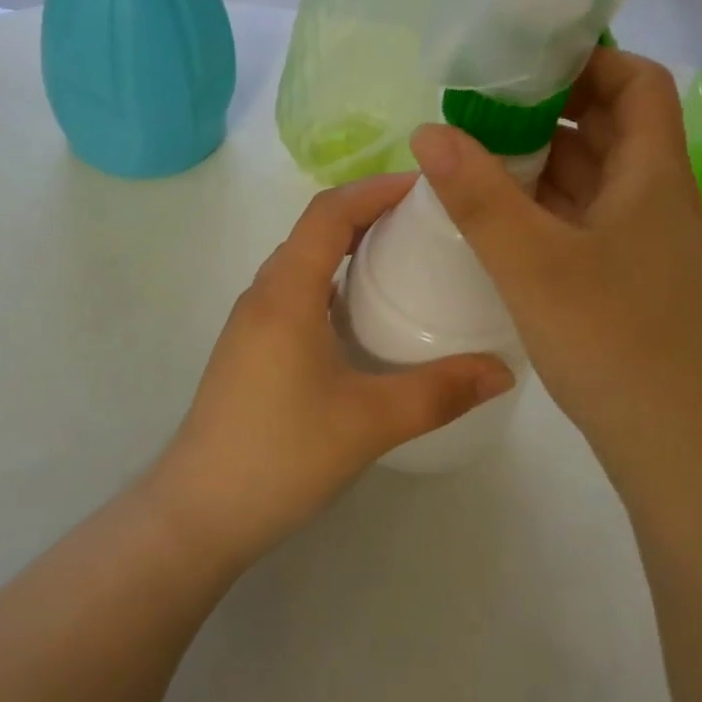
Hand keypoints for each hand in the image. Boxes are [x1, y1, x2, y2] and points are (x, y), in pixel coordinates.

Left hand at [148, 174, 513, 570]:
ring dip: (350, 242)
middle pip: (317, 226)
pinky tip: (365, 309)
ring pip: (305, 257)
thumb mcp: (369, 422)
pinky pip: (297, 287)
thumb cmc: (280, 455)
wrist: (197, 515)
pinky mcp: (252, 346)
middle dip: (370, 210)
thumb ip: (440, 393)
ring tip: (404, 254)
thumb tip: (503, 371)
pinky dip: (334, 276)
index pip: (330, 211)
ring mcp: (253, 320)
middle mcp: (265, 292)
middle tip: (427, 218)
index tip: (426, 186)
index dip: (376, 188)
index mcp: (287, 291)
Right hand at [408, 48, 701, 479]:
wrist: (672, 445)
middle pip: (611, 121)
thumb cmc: (611, 340)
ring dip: (542, 153)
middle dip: (551, 104)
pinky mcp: (625, 269)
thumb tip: (427, 130)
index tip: (529, 62)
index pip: (640, 82)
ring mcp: (641, 234)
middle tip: (485, 102)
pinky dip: (545, 197)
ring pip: (593, 168)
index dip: (592, 59)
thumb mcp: (531, 262)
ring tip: (478, 147)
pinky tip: (498, 208)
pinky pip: (584, 209)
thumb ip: (476, 194)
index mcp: (653, 173)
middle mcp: (654, 193)